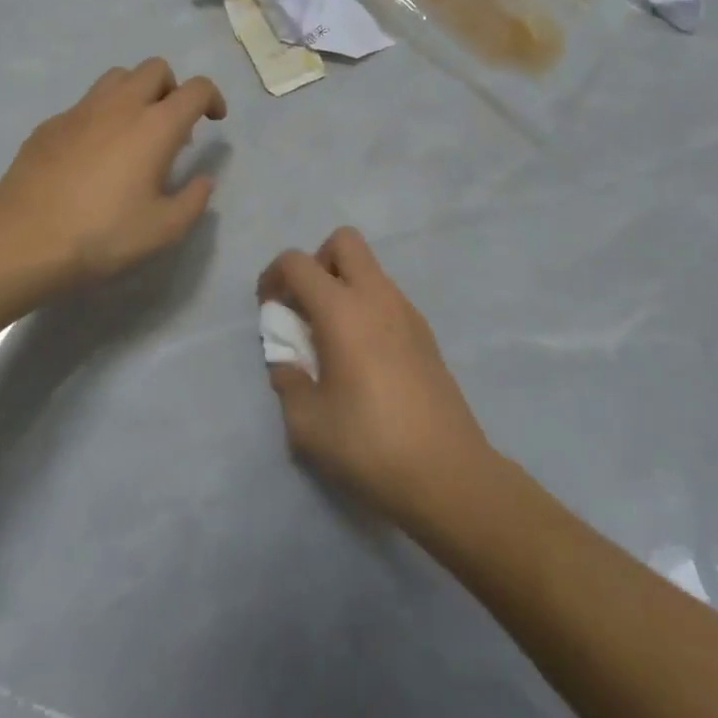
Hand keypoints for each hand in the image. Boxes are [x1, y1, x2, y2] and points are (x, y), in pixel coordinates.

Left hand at [0, 58, 226, 298]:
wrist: (22, 241)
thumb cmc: (101, 236)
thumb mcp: (163, 230)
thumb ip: (193, 200)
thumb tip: (203, 179)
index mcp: (155, 126)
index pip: (196, 89)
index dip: (212, 98)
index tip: (213, 120)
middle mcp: (120, 105)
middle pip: (155, 68)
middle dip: (172, 88)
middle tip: (171, 126)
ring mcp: (80, 110)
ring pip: (118, 77)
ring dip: (136, 93)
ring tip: (133, 132)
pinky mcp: (50, 124)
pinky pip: (85, 104)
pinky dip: (101, 116)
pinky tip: (92, 155)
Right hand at [258, 228, 493, 526]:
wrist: (448, 475)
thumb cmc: (369, 445)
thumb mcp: (307, 424)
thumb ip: (287, 380)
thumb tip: (288, 360)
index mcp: (342, 309)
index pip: (297, 262)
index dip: (273, 277)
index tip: (269, 312)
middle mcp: (376, 296)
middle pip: (343, 242)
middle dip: (316, 263)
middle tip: (306, 309)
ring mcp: (407, 311)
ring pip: (369, 269)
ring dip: (343, 286)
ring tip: (332, 342)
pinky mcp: (425, 333)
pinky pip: (387, 297)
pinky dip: (367, 309)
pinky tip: (364, 359)